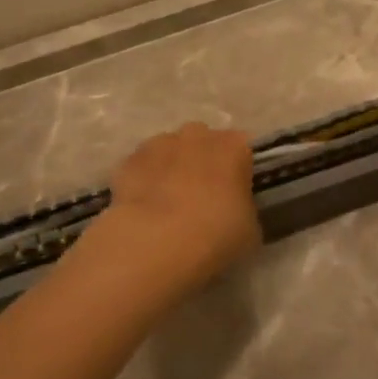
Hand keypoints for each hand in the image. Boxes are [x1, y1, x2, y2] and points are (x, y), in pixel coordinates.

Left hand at [96, 122, 260, 297]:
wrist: (155, 243)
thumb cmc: (215, 235)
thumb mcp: (250, 230)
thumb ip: (244, 209)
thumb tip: (235, 209)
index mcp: (234, 146)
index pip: (241, 150)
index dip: (237, 173)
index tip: (233, 196)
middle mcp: (198, 135)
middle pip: (203, 143)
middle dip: (202, 163)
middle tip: (201, 199)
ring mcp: (159, 144)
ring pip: (169, 151)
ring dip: (171, 169)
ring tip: (168, 207)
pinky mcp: (128, 161)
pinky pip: (141, 168)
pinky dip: (143, 182)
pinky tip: (143, 211)